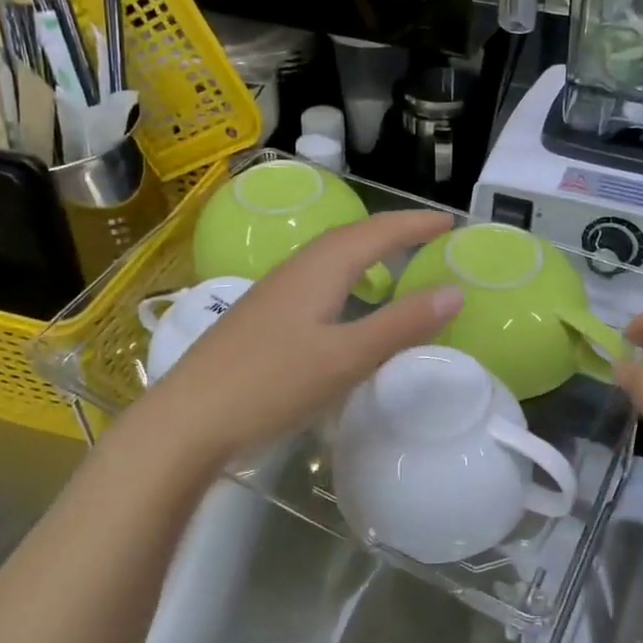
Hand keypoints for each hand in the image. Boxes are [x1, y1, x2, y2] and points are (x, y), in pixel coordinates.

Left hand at [134, 210, 463, 473]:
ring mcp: (273, 294)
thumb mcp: (346, 358)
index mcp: (319, 269)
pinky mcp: (261, 318)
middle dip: (392, 232)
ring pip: (329, 258)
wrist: (187, 419)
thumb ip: (400, 325)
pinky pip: (316, 281)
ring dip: (366, 252)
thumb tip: (454, 291)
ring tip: (393, 263)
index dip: (414, 225)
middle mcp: (295, 270)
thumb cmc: (271, 384)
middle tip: (428, 236)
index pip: (376, 232)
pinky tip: (344, 305)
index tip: (450, 223)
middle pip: (350, 237)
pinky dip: (345, 278)